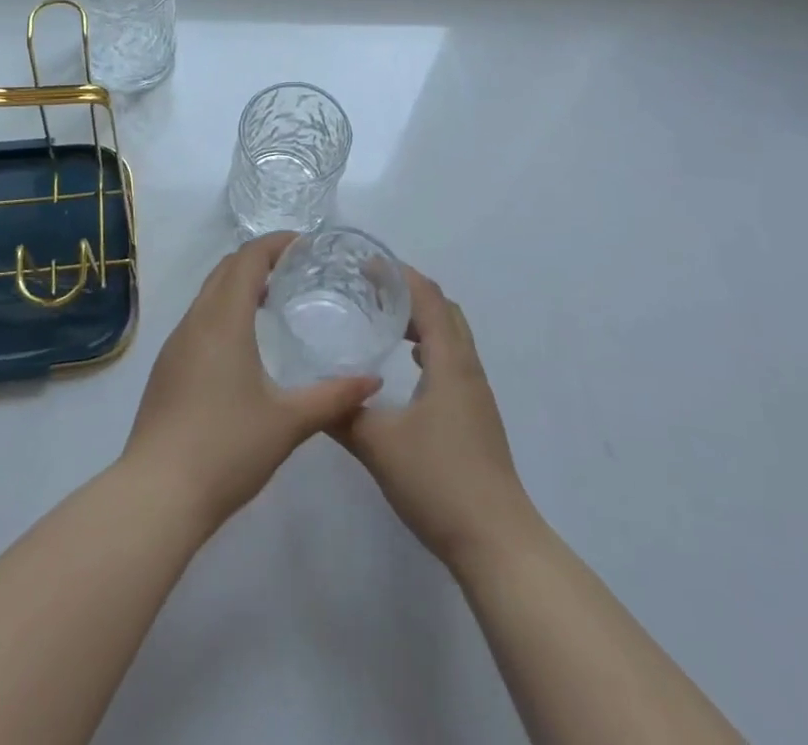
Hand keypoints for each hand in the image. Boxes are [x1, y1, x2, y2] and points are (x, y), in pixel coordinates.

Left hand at [121, 233, 379, 531]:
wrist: (157, 494)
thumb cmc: (226, 448)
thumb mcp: (289, 422)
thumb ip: (333, 397)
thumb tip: (373, 381)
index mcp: (224, 319)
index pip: (249, 258)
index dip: (276, 243)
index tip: (306, 245)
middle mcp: (196, 321)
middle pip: (226, 269)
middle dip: (259, 259)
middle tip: (296, 269)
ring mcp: (175, 344)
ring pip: (209, 293)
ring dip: (239, 284)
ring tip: (274, 300)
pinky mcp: (166, 367)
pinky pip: (198, 318)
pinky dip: (224, 310)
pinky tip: (243, 343)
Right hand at [331, 268, 537, 569]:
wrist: (496, 542)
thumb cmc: (439, 482)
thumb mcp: (379, 445)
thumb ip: (343, 414)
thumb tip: (311, 392)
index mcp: (450, 362)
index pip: (429, 298)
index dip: (400, 275)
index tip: (366, 265)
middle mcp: (468, 369)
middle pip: (445, 310)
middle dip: (410, 292)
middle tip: (370, 289)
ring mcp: (476, 394)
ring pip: (452, 337)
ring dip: (421, 320)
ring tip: (384, 321)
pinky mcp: (476, 416)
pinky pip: (453, 361)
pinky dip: (430, 347)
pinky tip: (408, 368)